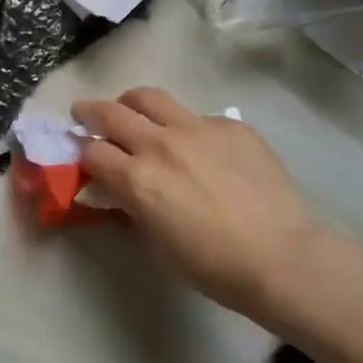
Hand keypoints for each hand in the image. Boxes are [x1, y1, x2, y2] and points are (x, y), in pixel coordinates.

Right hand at [71, 88, 362, 332]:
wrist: (279, 255)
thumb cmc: (210, 264)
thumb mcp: (155, 241)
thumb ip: (130, 206)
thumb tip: (117, 190)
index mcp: (137, 178)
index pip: (92, 152)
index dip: (84, 156)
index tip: (87, 160)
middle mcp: (160, 144)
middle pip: (111, 113)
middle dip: (90, 112)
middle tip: (84, 113)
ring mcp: (197, 128)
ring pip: (150, 98)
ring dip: (132, 103)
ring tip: (132, 110)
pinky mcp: (230, 125)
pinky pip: (197, 116)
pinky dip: (185, 125)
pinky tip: (199, 146)